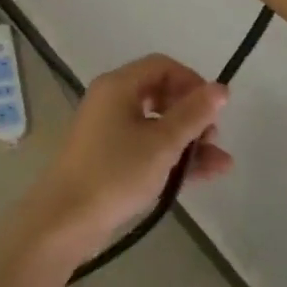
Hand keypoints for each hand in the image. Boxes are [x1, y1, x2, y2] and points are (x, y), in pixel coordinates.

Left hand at [0, 54, 231, 267]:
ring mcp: (109, 131)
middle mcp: (111, 101)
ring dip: (188, 140)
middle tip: (213, 138)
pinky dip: (172, 157)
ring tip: (221, 163)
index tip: (213, 108)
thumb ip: (194, 114)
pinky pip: (147, 147)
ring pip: (157, 125)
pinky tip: (205, 174)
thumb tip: (221, 88)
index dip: (192, 82)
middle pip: (160, 94)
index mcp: (118, 86)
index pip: (162, 66)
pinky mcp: (109, 159)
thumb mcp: (162, 143)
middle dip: (192, 114)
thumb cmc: (115, 172)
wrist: (65, 220)